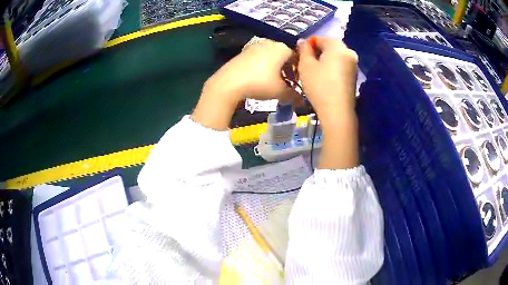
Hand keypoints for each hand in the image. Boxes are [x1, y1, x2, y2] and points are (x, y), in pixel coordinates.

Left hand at [192, 39, 298, 129]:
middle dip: (287, 70)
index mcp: (282, 48)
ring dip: (275, 69)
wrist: (229, 82)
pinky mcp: (243, 51)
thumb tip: (301, 101)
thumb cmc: (260, 83)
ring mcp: (255, 46)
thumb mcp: (280, 92)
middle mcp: (270, 43)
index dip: (299, 72)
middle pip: (284, 56)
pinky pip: (259, 58)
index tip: (296, 83)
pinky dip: (263, 67)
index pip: (297, 58)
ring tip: (273, 83)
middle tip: (286, 84)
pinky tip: (259, 78)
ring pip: (271, 57)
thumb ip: (293, 95)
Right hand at [297, 37, 357, 125]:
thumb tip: (303, 42)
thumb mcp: (306, 65)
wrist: (337, 112)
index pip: (319, 38)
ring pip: (336, 56)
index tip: (300, 56)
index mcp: (337, 46)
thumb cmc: (319, 85)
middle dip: (317, 52)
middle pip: (329, 46)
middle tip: (307, 63)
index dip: (307, 45)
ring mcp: (354, 64)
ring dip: (325, 60)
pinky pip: (341, 65)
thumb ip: (304, 50)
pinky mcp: (354, 75)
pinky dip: (332, 67)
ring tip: (315, 72)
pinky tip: (325, 78)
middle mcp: (349, 51)